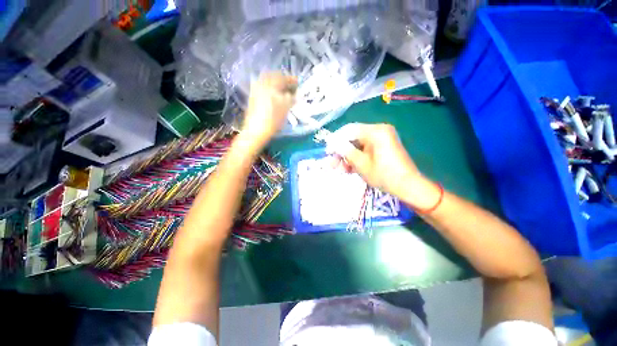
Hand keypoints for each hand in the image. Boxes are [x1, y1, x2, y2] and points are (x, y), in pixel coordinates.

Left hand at [240, 73, 296, 148]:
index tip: (298, 83)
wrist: (256, 130)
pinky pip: (263, 87)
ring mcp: (255, 90)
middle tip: (290, 87)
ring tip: (283, 92)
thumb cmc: (273, 119)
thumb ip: (291, 98)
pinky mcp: (253, 97)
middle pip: (274, 77)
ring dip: (276, 85)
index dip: (291, 80)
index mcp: (270, 84)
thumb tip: (293, 94)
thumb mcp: (286, 108)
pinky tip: (275, 96)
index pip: (283, 77)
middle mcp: (261, 84)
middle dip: (283, 80)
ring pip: (267, 82)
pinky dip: (270, 89)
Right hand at [328, 123, 439, 209]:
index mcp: (375, 131)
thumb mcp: (361, 163)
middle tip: (332, 163)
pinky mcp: (383, 146)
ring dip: (348, 156)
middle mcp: (379, 130)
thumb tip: (333, 143)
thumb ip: (345, 151)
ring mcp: (382, 138)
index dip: (336, 140)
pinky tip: (349, 168)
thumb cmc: (384, 175)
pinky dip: (357, 157)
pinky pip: (365, 149)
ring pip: (358, 145)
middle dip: (341, 151)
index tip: (327, 150)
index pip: (349, 130)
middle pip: (353, 138)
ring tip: (339, 169)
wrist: (407, 186)